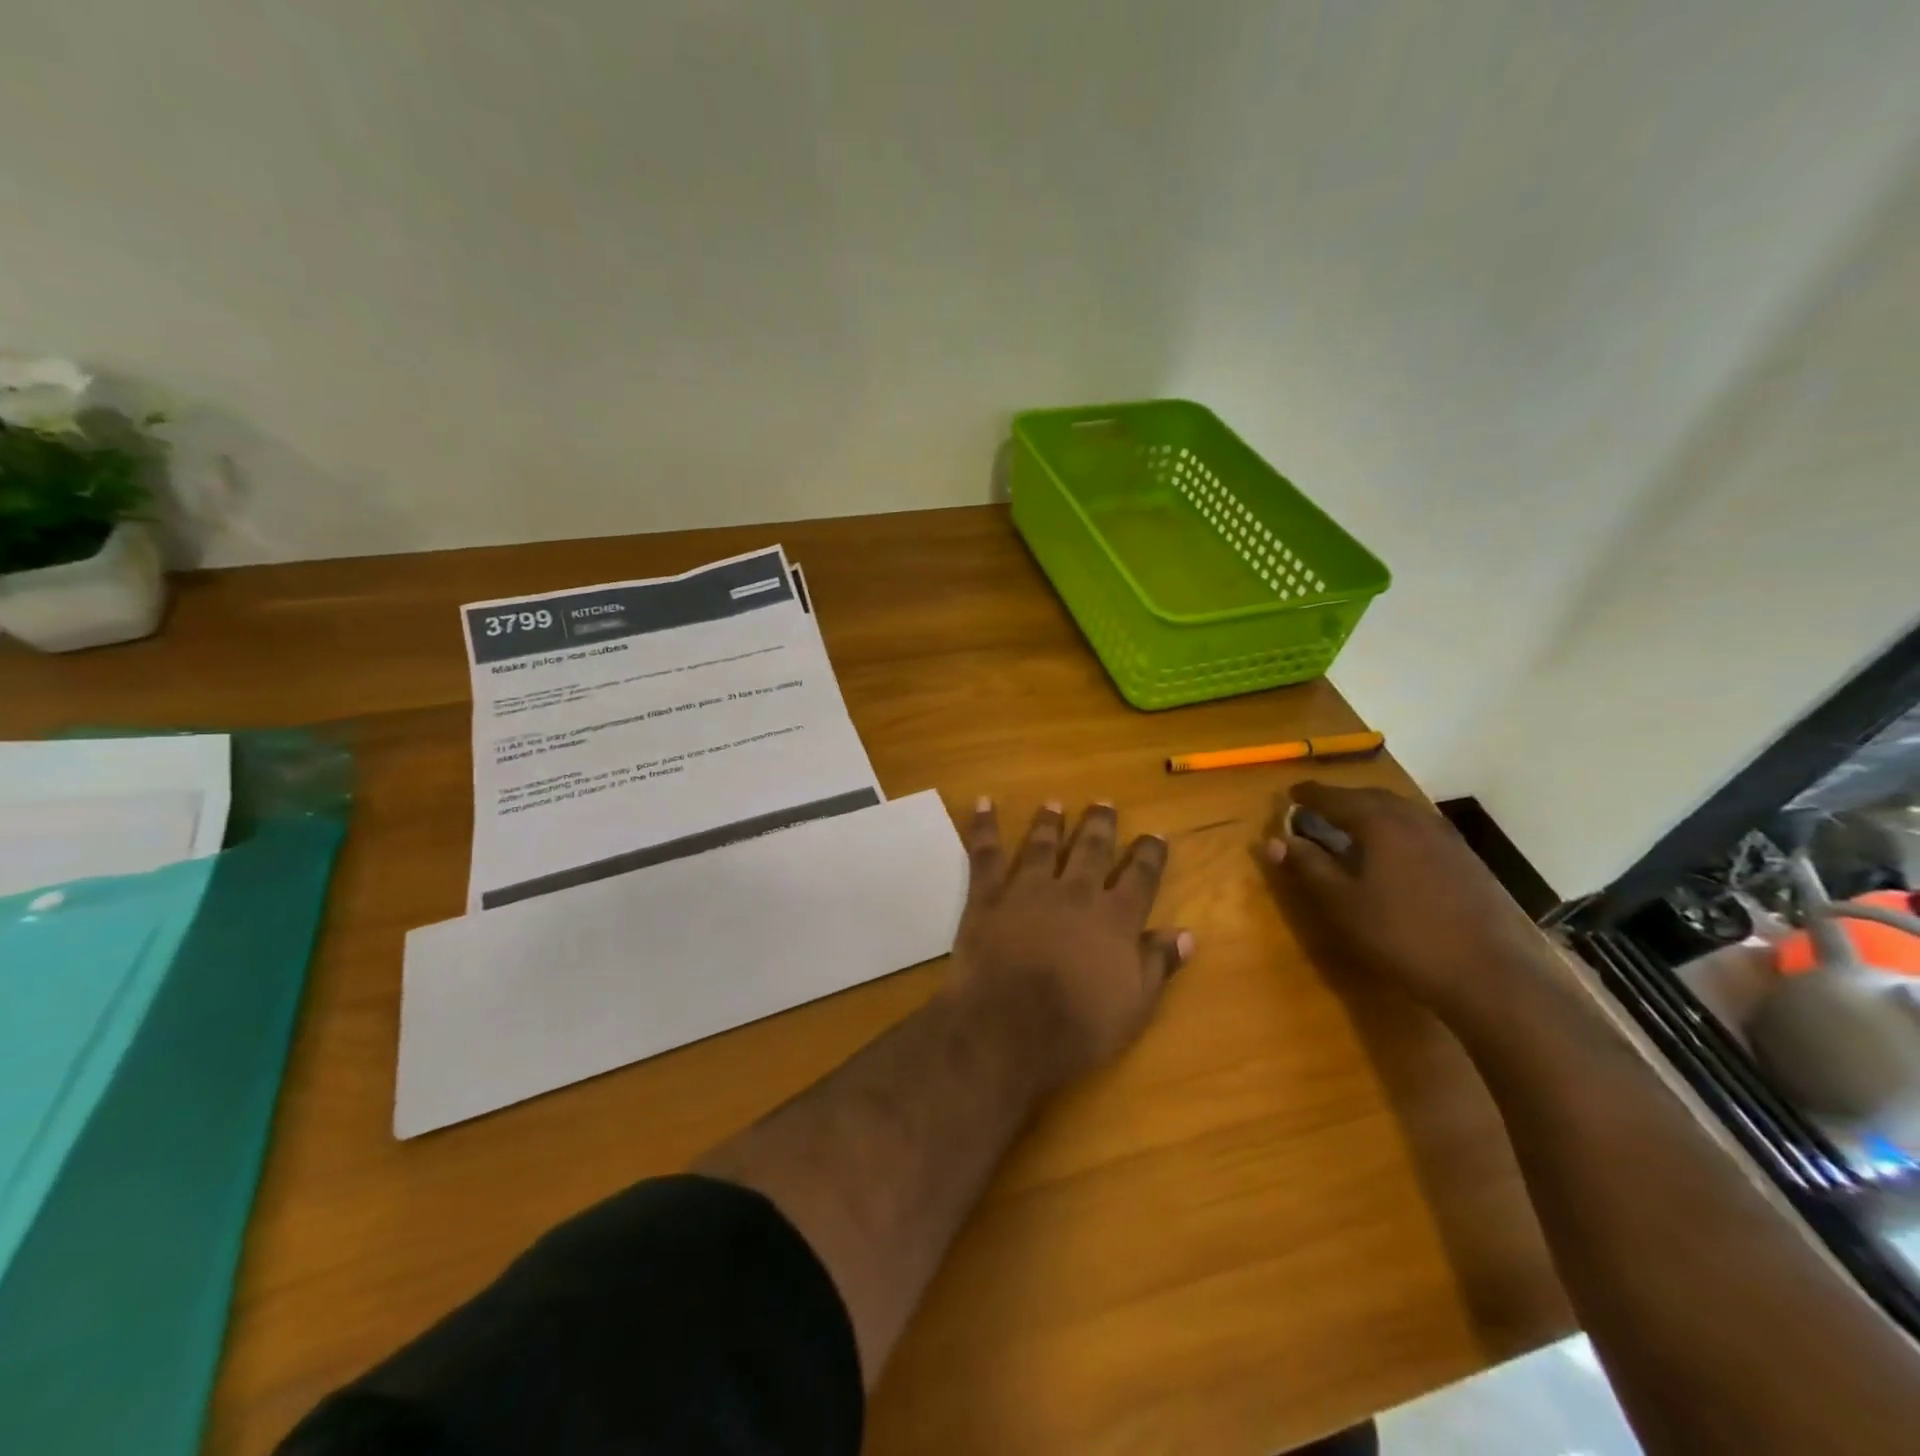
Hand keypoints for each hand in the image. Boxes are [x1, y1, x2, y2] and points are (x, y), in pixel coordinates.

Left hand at [949, 799, 1191, 1084]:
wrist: (1009, 1027)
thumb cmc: (1078, 1027)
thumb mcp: (1134, 1006)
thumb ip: (1158, 964)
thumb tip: (1186, 933)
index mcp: (1115, 918)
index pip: (1141, 876)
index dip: (1150, 855)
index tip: (1156, 835)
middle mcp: (1075, 892)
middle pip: (1092, 849)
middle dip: (1100, 825)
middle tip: (1104, 803)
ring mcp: (1029, 889)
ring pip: (1043, 845)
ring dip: (1050, 822)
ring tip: (1054, 803)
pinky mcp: (989, 896)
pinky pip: (986, 853)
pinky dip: (984, 826)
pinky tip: (984, 804)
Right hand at [1258, 782, 1558, 1026]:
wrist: (1489, 974)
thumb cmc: (1402, 935)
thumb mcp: (1341, 904)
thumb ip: (1308, 866)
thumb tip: (1274, 840)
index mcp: (1381, 823)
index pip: (1335, 798)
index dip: (1309, 795)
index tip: (1290, 794)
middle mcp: (1414, 819)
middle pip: (1371, 797)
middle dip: (1341, 798)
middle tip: (1317, 806)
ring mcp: (1446, 839)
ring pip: (1400, 811)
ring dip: (1371, 811)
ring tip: (1351, 825)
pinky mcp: (1466, 860)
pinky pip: (1419, 829)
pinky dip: (1395, 828)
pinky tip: (1392, 851)